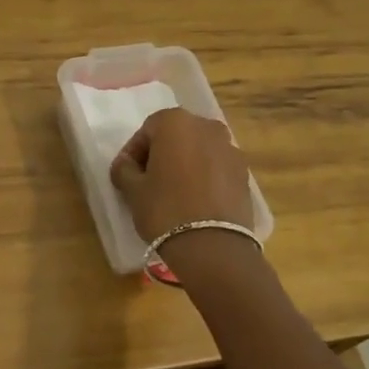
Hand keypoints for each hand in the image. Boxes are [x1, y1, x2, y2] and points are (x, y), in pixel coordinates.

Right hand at [109, 107, 255, 242]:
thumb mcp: (133, 190)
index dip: (133, 152)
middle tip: (149, 181)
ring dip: (184, 164)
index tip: (127, 174)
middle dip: (161, 154)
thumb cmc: (165, 209)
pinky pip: (216, 167)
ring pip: (198, 150)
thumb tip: (125, 164)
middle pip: (176, 136)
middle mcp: (206, 126)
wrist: (213, 246)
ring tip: (174, 192)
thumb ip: (124, 169)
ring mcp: (230, 148)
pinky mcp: (244, 172)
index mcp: (175, 122)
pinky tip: (195, 200)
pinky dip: (204, 176)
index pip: (147, 131)